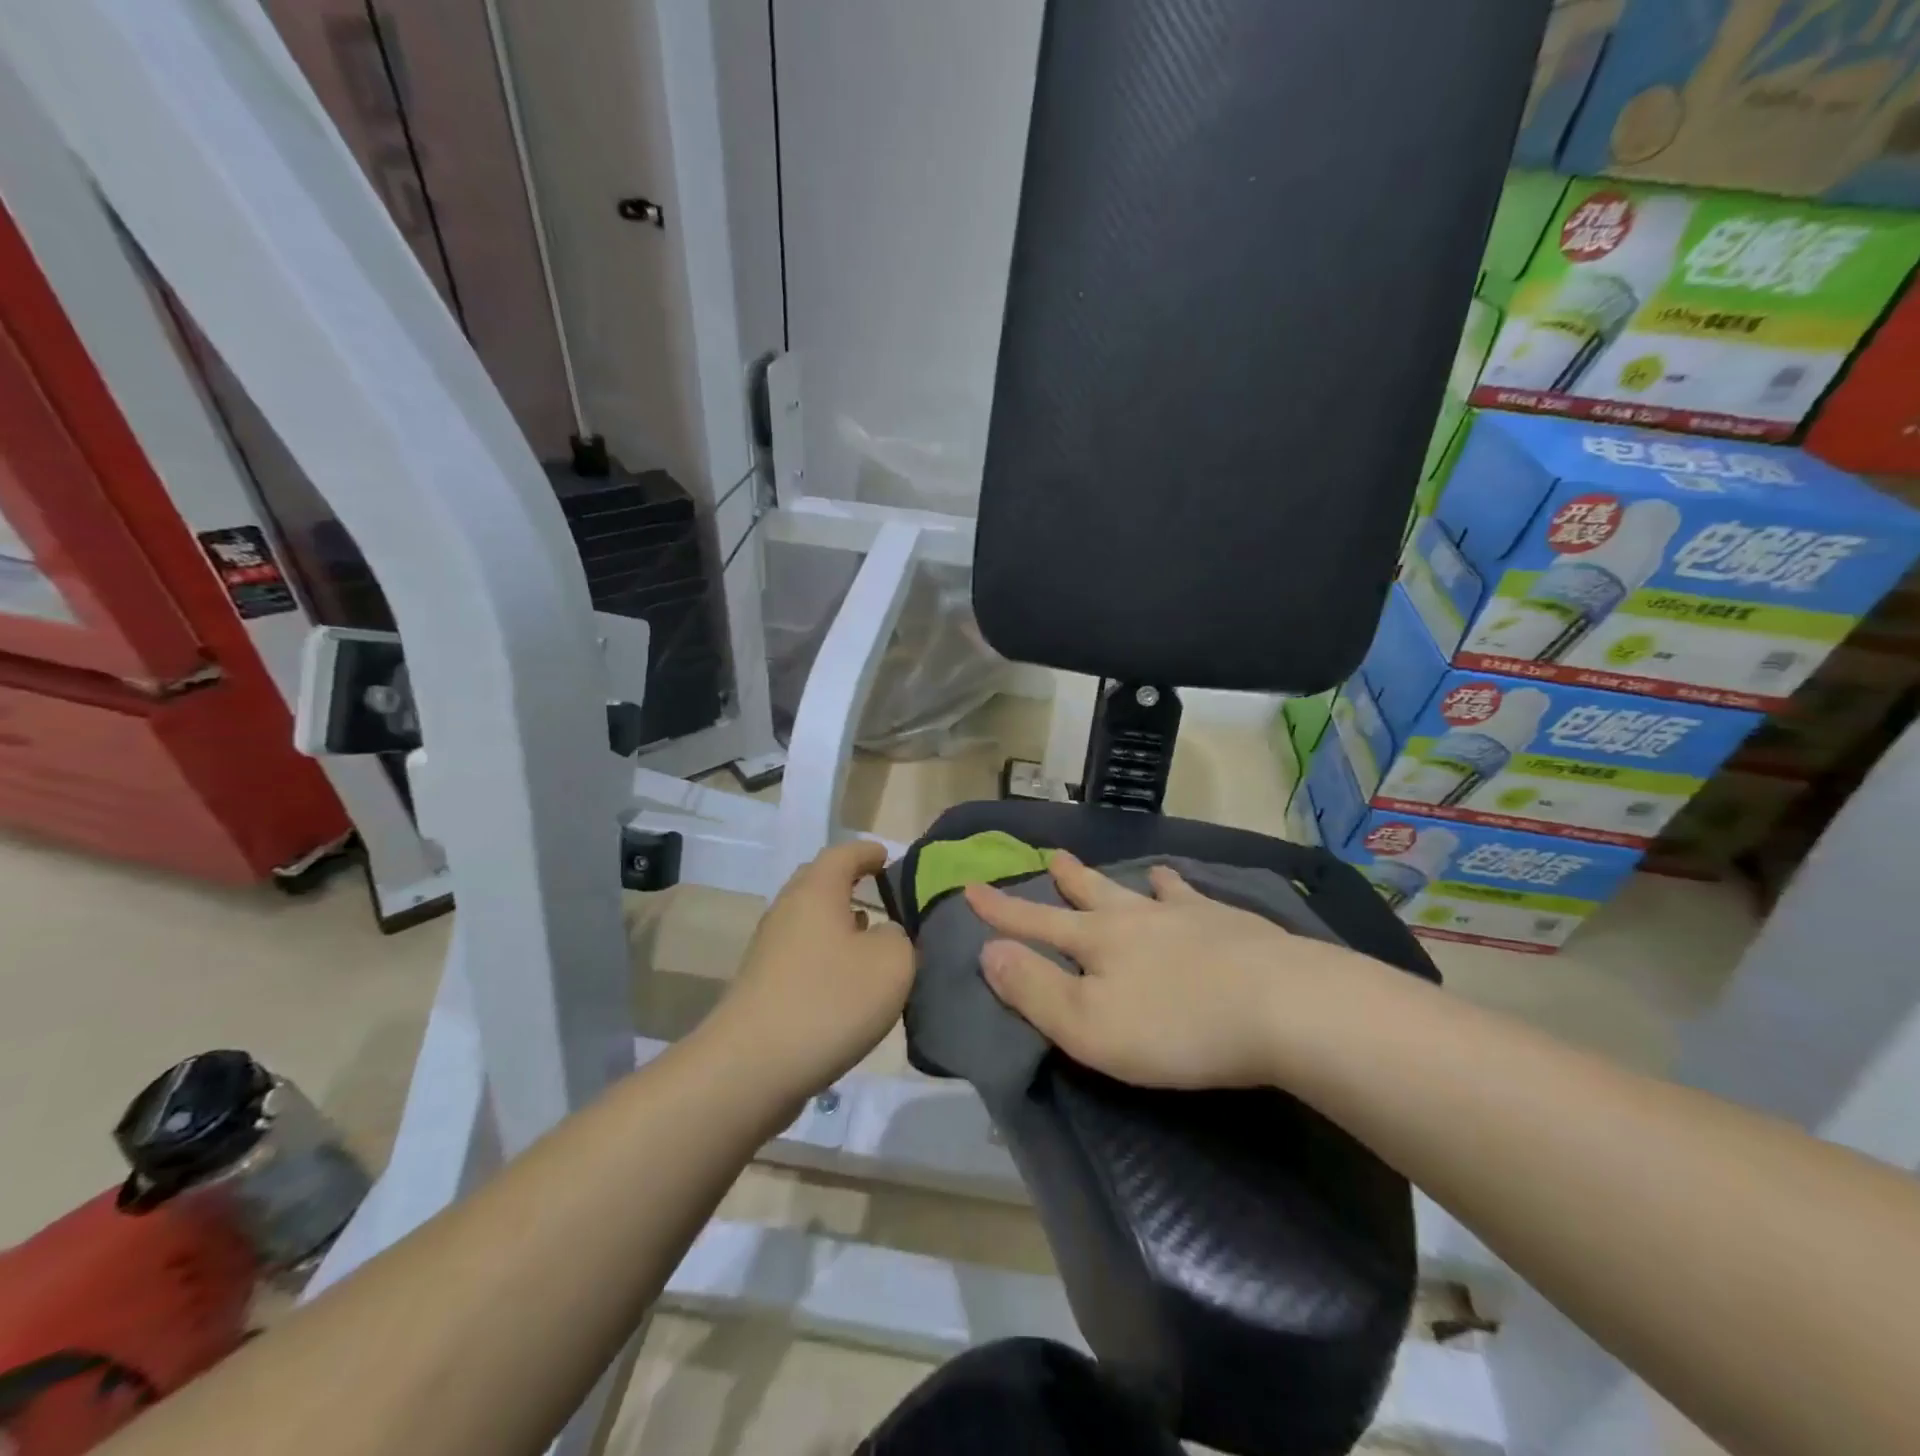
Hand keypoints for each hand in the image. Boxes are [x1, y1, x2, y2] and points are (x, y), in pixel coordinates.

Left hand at [709, 841, 913, 1100]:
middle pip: (818, 882)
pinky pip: (802, 953)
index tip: (888, 857)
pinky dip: (826, 955)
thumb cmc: (828, 1001)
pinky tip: (846, 980)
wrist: (750, 1069)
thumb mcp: (891, 963)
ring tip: (870, 936)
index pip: (843, 854)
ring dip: (839, 923)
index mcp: (816, 891)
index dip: (868, 852)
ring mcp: (769, 949)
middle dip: (849, 883)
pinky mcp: (762, 985)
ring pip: (809, 921)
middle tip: (880, 892)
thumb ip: (899, 938)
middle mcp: (787, 910)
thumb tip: (885, 936)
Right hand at [964, 851, 1373, 1089]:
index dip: (1002, 909)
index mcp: (1099, 941)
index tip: (972, 887)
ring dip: (1126, 880)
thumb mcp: (1089, 1025)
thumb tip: (987, 951)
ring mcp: (1189, 916)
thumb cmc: (1177, 1026)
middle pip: (1093, 894)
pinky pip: (1197, 898)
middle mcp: (1138, 917)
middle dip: (1067, 880)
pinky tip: (1188, 888)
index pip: (1037, 921)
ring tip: (1129, 870)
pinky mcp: (1235, 926)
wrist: (1283, 1006)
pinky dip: (1183, 890)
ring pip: (1145, 890)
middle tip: (1051, 856)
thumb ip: (1035, 989)